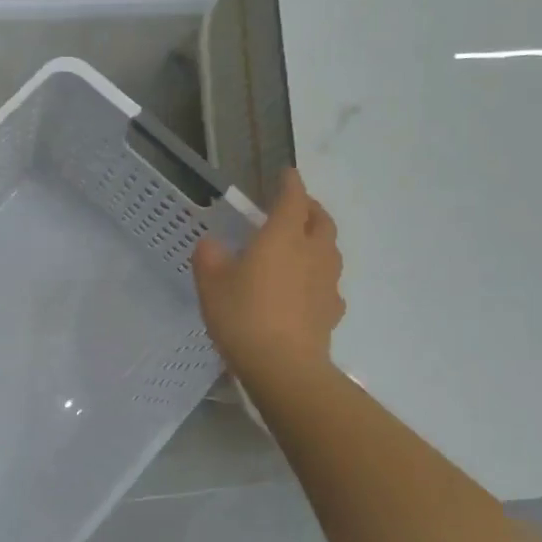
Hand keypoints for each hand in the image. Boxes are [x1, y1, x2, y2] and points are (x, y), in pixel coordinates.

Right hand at [191, 167, 344, 382]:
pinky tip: (306, 289)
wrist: (284, 367)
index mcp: (282, 237)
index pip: (292, 199)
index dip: (290, 184)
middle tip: (296, 207)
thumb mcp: (211, 284)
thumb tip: (212, 245)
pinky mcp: (332, 310)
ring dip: (319, 240)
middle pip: (321, 221)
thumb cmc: (243, 316)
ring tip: (301, 246)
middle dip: (310, 208)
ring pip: (330, 250)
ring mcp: (327, 282)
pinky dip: (319, 277)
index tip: (286, 174)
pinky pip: (329, 283)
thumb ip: (209, 257)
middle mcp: (312, 252)